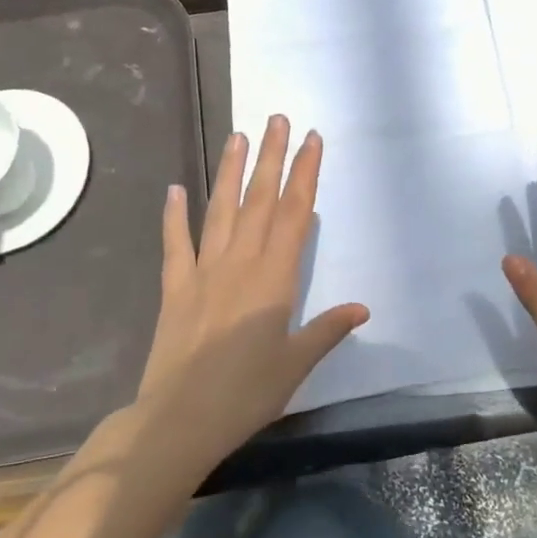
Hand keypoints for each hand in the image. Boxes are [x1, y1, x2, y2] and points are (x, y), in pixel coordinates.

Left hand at [136, 115, 368, 467]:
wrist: (180, 419)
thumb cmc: (246, 394)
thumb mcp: (296, 363)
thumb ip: (327, 329)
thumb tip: (362, 307)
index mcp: (274, 278)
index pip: (294, 214)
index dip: (304, 174)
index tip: (311, 140)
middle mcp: (240, 263)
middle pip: (258, 200)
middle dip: (270, 157)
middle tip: (276, 118)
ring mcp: (203, 271)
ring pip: (220, 210)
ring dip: (229, 171)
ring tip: (237, 136)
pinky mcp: (175, 286)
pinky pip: (175, 243)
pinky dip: (174, 216)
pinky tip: (174, 189)